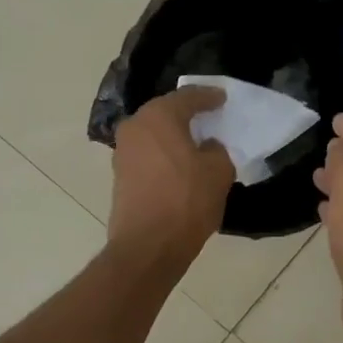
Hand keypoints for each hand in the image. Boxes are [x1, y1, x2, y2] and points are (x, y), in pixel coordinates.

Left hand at [108, 86, 234, 274]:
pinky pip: (148, 154)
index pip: (188, 96)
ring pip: (154, 134)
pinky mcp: (120, 175)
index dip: (208, 96)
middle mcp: (135, 126)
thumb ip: (216, 150)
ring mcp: (123, 152)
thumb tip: (206, 147)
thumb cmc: (186, 201)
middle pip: (166, 112)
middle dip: (187, 114)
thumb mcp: (218, 171)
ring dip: (173, 136)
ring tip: (196, 142)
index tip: (222, 98)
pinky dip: (164, 154)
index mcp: (159, 116)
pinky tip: (180, 164)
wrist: (148, 246)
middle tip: (209, 116)